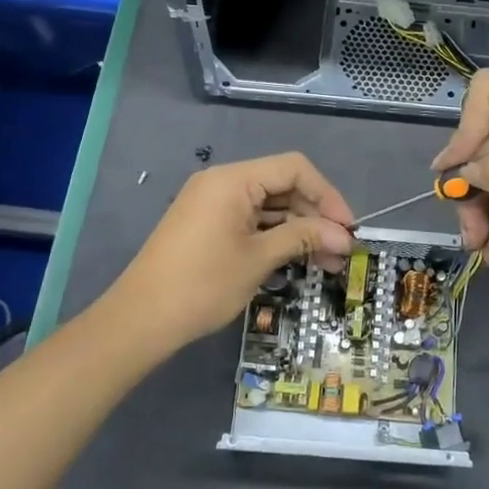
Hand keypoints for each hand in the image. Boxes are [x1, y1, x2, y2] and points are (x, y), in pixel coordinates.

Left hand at [108, 153, 354, 350]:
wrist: (140, 320)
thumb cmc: (202, 285)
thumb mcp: (258, 259)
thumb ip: (303, 238)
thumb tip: (344, 236)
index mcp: (233, 180)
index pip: (294, 169)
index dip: (327, 195)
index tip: (348, 228)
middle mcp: (222, 182)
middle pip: (282, 185)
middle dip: (315, 217)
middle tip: (339, 252)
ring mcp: (212, 203)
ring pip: (268, 206)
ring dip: (298, 229)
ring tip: (325, 263)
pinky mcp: (207, 225)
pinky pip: (250, 220)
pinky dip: (274, 236)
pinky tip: (295, 259)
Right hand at [434, 71, 488, 302]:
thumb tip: (470, 167)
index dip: (468, 127)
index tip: (460, 171)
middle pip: (479, 131)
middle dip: (469, 178)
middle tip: (470, 222)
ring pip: (476, 160)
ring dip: (470, 201)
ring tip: (478, 239)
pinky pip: (484, 180)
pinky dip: (479, 211)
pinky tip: (487, 242)